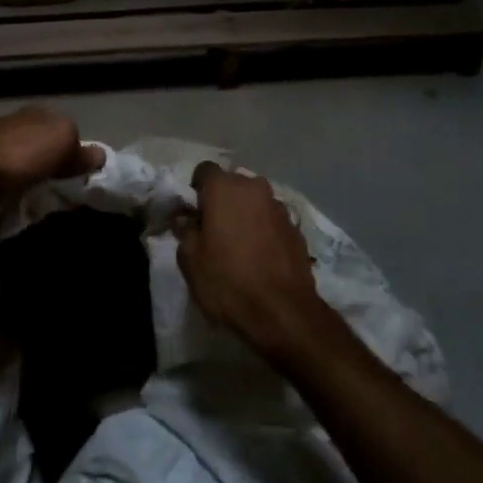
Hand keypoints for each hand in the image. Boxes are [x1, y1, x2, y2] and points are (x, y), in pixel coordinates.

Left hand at [0, 107, 104, 227]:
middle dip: (54, 165)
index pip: (64, 128)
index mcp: (36, 113)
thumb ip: (81, 148)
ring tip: (44, 202)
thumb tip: (99, 155)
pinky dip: (14, 193)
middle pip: (43, 146)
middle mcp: (14, 126)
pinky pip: (6, 184)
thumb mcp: (62, 141)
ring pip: (24, 165)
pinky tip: (18, 205)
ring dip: (33, 181)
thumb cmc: (18, 155)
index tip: (85, 174)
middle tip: (67, 190)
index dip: (76, 149)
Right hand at [176, 161, 340, 367]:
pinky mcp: (296, 228)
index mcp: (225, 188)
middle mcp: (255, 188)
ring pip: (254, 202)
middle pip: (232, 184)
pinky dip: (263, 230)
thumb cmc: (228, 281)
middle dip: (222, 201)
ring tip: (238, 246)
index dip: (195, 189)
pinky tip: (260, 257)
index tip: (193, 214)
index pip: (204, 170)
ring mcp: (279, 207)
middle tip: (213, 230)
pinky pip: (271, 220)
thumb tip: (186, 220)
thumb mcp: (190, 261)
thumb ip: (185, 232)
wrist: (283, 312)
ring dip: (244, 215)